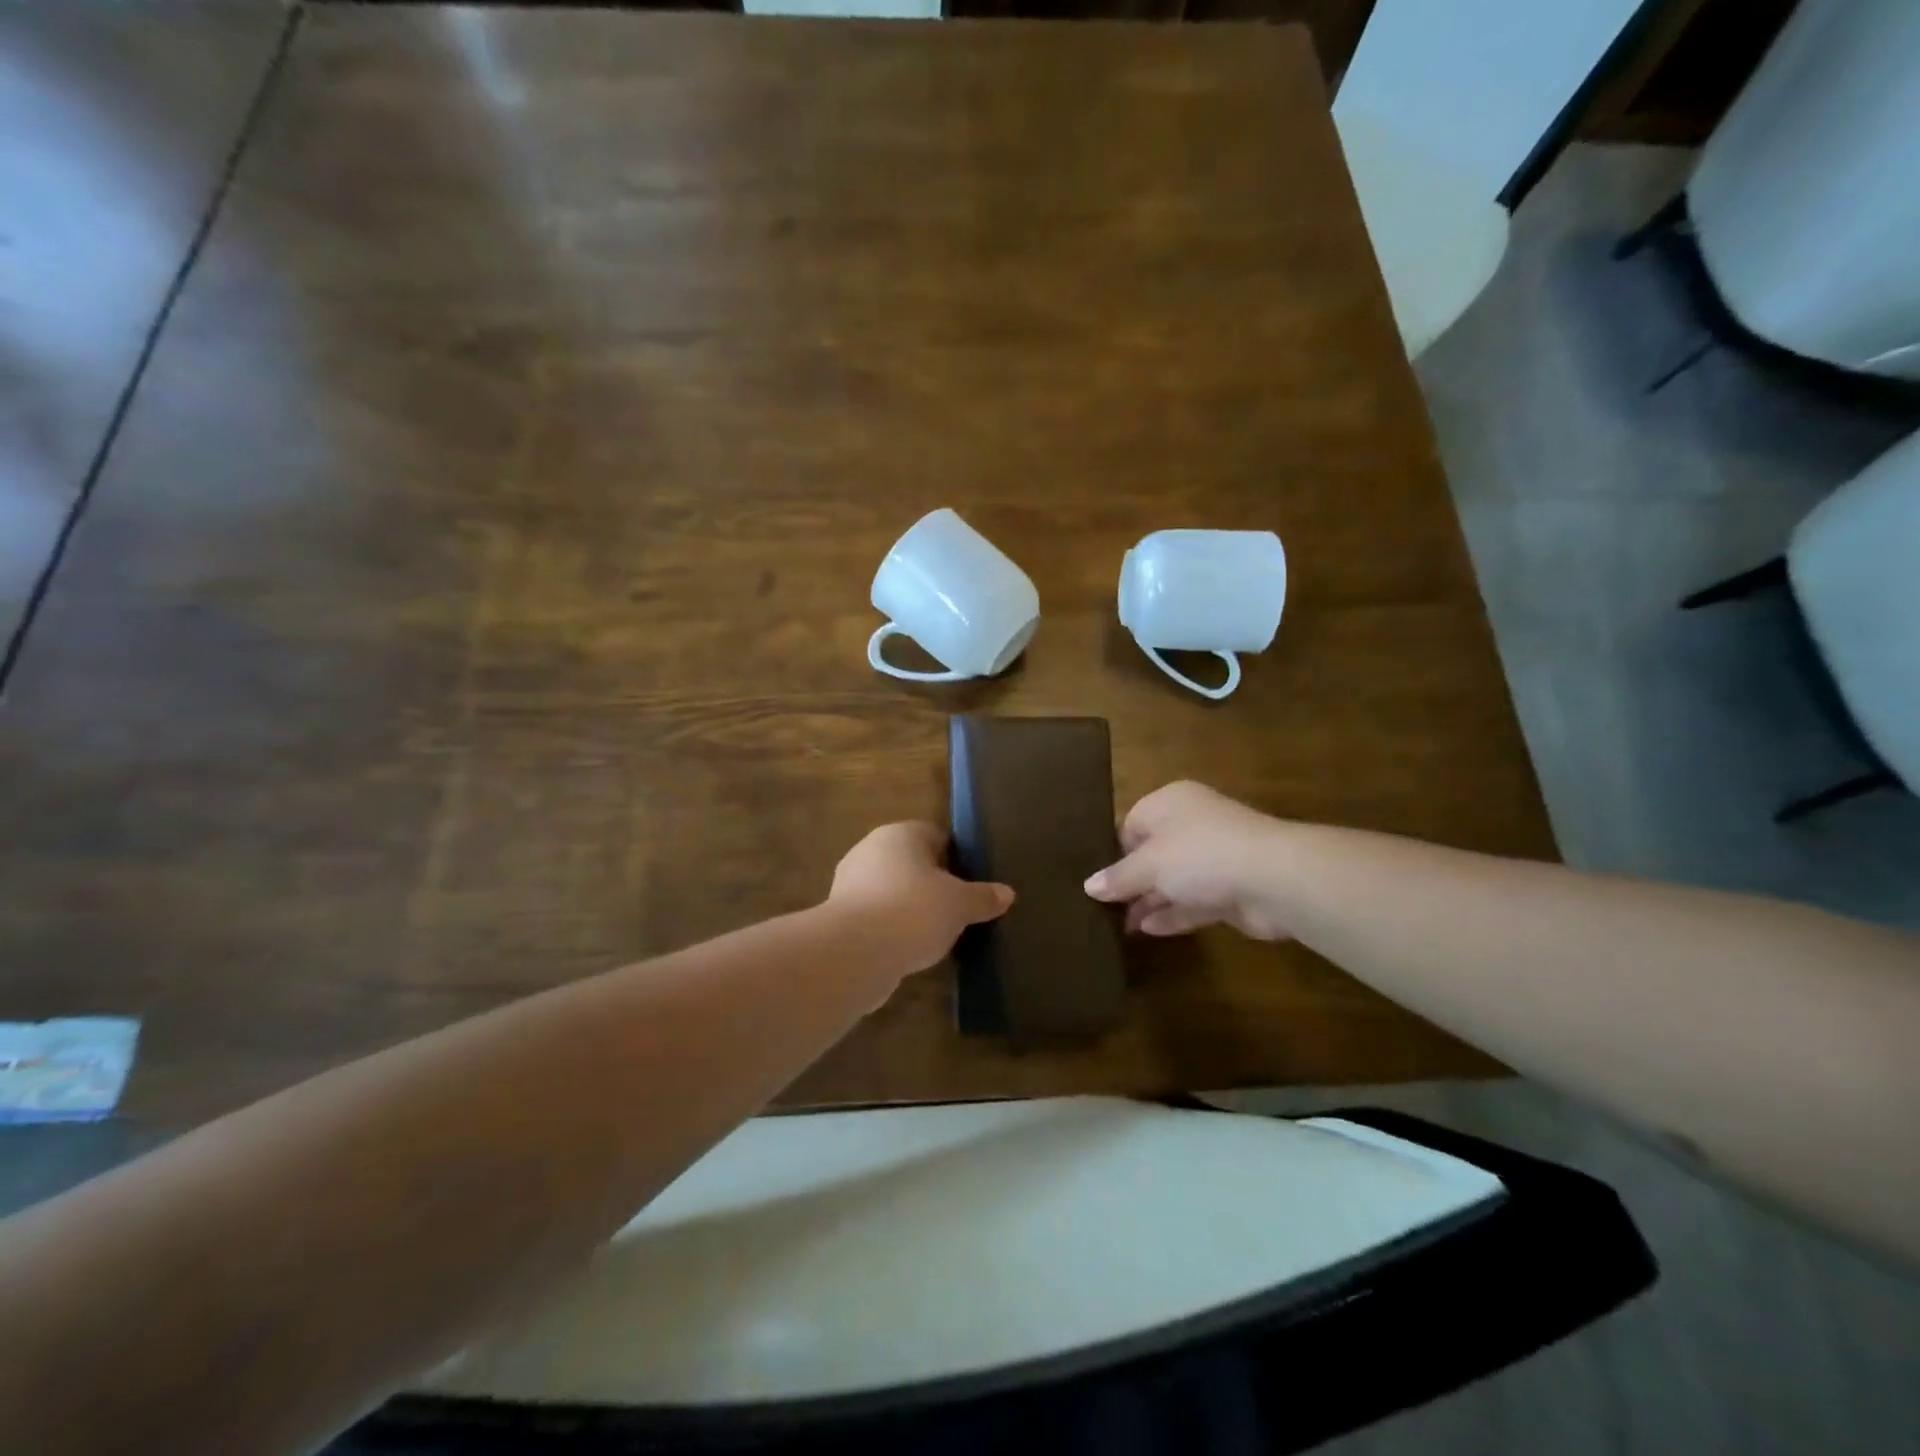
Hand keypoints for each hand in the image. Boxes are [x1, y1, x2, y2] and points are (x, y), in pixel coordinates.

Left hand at [828, 821, 1014, 973]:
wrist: (854, 952)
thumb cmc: (913, 911)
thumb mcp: (960, 905)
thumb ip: (983, 897)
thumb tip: (1007, 893)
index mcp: (901, 834)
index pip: (934, 835)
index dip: (955, 858)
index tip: (970, 883)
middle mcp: (870, 849)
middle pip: (911, 862)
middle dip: (931, 883)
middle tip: (956, 909)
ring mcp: (849, 882)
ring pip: (890, 889)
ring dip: (908, 907)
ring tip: (934, 933)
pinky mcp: (839, 915)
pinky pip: (875, 915)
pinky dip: (890, 928)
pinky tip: (907, 948)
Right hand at [1084, 781, 1290, 939]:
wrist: (1273, 878)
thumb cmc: (1200, 854)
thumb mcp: (1148, 864)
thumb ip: (1118, 877)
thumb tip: (1088, 887)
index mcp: (1170, 804)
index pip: (1132, 824)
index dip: (1113, 851)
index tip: (1096, 880)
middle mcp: (1192, 826)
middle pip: (1152, 854)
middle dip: (1130, 881)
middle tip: (1101, 908)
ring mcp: (1214, 859)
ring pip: (1172, 881)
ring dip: (1149, 902)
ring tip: (1118, 925)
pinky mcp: (1229, 891)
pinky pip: (1192, 902)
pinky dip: (1171, 914)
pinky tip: (1147, 931)